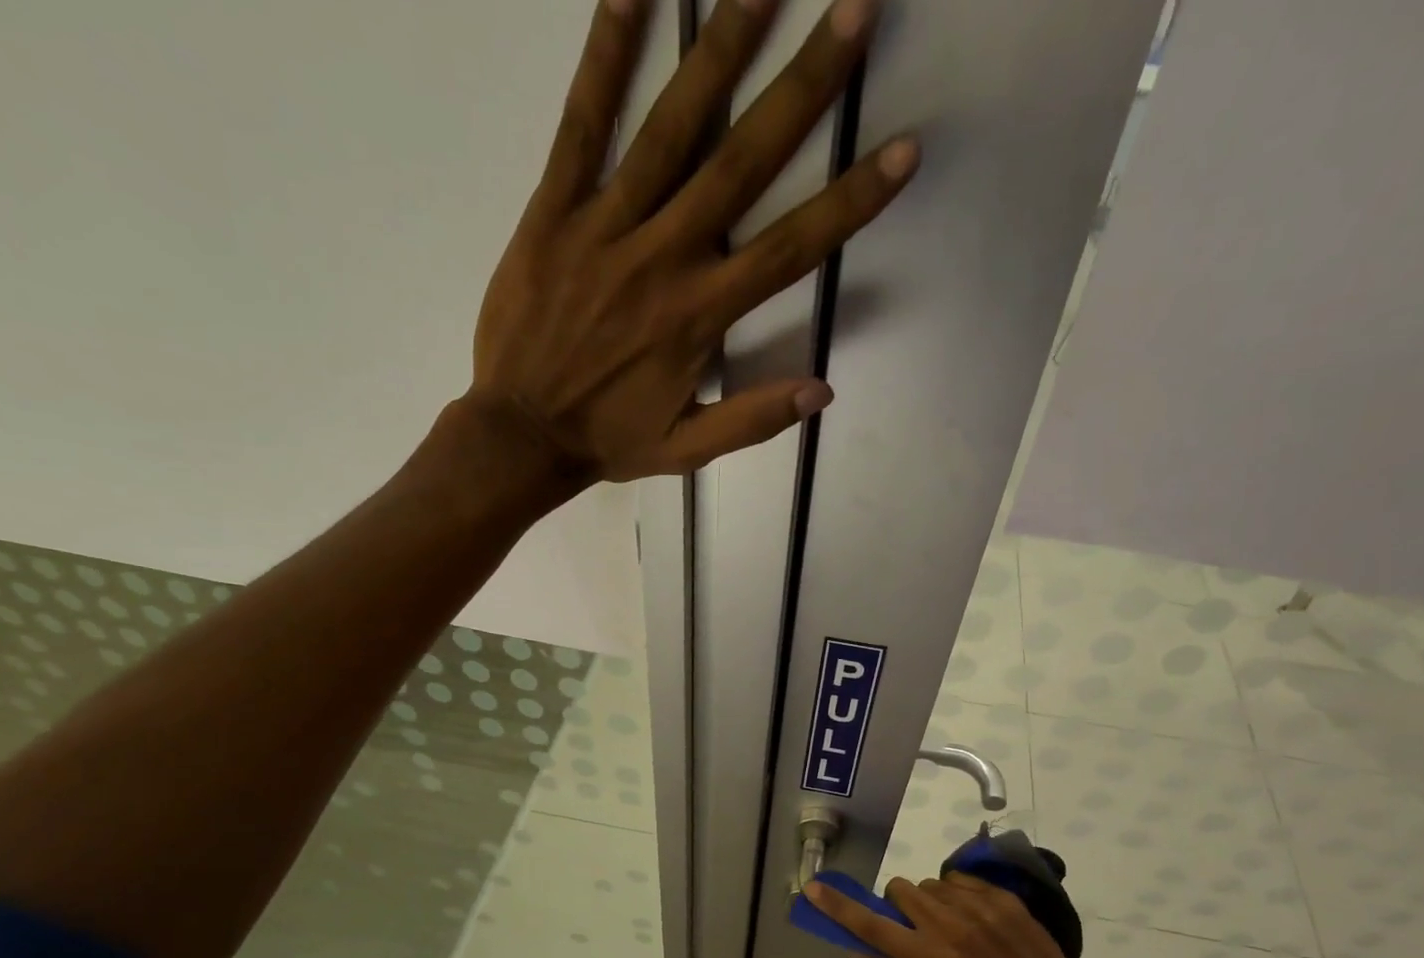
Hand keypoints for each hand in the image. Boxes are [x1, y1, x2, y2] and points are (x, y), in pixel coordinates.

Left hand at [470, 0, 916, 499]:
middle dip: (804, 86)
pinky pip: (582, 124)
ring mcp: (607, 227)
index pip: (791, 249)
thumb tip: (822, 391)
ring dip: (722, 48)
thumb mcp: (687, 449)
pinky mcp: (554, 210)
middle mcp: (664, 258)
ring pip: (672, 127)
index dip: (851, 200)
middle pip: (744, 162)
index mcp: (700, 317)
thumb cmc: (609, 441)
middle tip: (854, 11)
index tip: (903, 149)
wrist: (520, 434)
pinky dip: (605, 56)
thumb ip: (752, 419)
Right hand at [803, 873, 1126, 957]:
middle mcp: (947, 925)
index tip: (815, 888)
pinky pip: (958, 880)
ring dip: (928, 902)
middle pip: (899, 890)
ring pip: (928, 885)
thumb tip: (861, 948)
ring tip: (951, 927)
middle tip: (914, 928)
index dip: (839, 907)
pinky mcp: (998, 895)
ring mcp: (976, 905)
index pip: (872, 927)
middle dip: (897, 905)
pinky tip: (973, 918)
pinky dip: (956, 895)